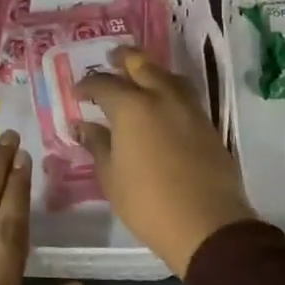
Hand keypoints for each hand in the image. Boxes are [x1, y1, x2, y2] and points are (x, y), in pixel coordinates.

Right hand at [77, 47, 255, 276]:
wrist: (207, 224)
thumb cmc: (148, 202)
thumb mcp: (111, 177)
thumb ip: (97, 145)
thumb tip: (84, 126)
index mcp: (131, 107)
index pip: (104, 84)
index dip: (87, 85)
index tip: (78, 93)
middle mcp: (161, 97)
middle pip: (141, 64)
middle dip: (123, 59)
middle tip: (111, 60)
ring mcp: (189, 108)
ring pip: (167, 75)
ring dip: (150, 70)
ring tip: (140, 77)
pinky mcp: (207, 123)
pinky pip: (184, 94)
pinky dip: (169, 89)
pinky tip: (162, 103)